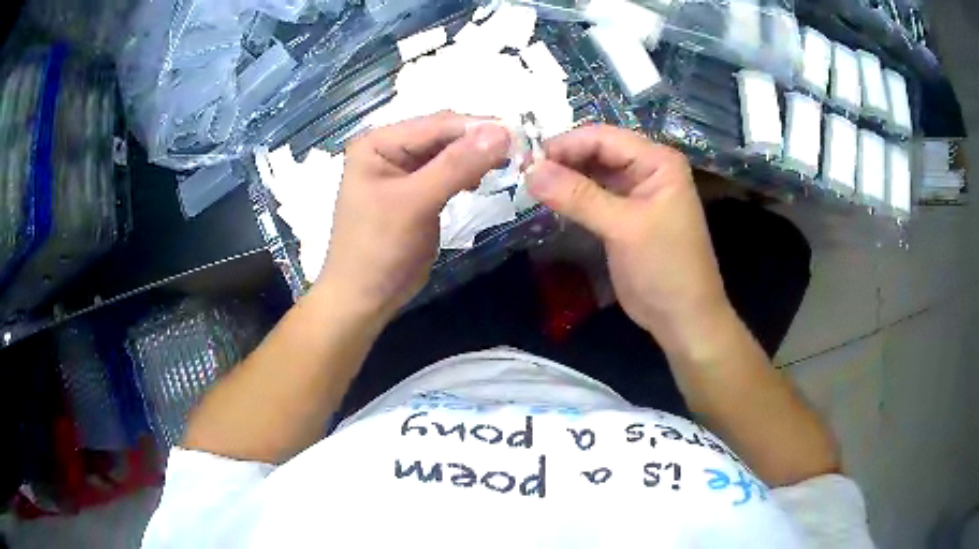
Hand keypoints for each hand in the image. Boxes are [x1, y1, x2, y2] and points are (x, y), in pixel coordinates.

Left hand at [319, 111, 510, 320]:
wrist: (364, 298)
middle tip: (518, 151)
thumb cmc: (379, 249)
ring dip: (476, 156)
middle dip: (478, 141)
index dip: (477, 127)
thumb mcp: (415, 204)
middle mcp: (390, 149)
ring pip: (449, 153)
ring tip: (506, 164)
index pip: (435, 125)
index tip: (519, 135)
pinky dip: (467, 173)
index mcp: (378, 143)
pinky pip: (448, 172)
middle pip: (443, 135)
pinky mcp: (418, 191)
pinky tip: (480, 181)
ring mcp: (403, 170)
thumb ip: (456, 166)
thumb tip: (502, 132)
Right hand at [527, 124, 731, 350]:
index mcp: (657, 161)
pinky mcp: (622, 215)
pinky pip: (592, 195)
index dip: (563, 145)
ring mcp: (634, 192)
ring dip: (563, 178)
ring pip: (591, 173)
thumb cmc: (665, 268)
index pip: (602, 137)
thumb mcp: (623, 228)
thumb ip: (577, 196)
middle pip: (595, 151)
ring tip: (528, 186)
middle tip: (522, 174)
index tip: (524, 160)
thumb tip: (529, 171)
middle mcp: (646, 168)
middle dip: (561, 160)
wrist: (683, 318)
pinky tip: (547, 200)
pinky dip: (570, 197)